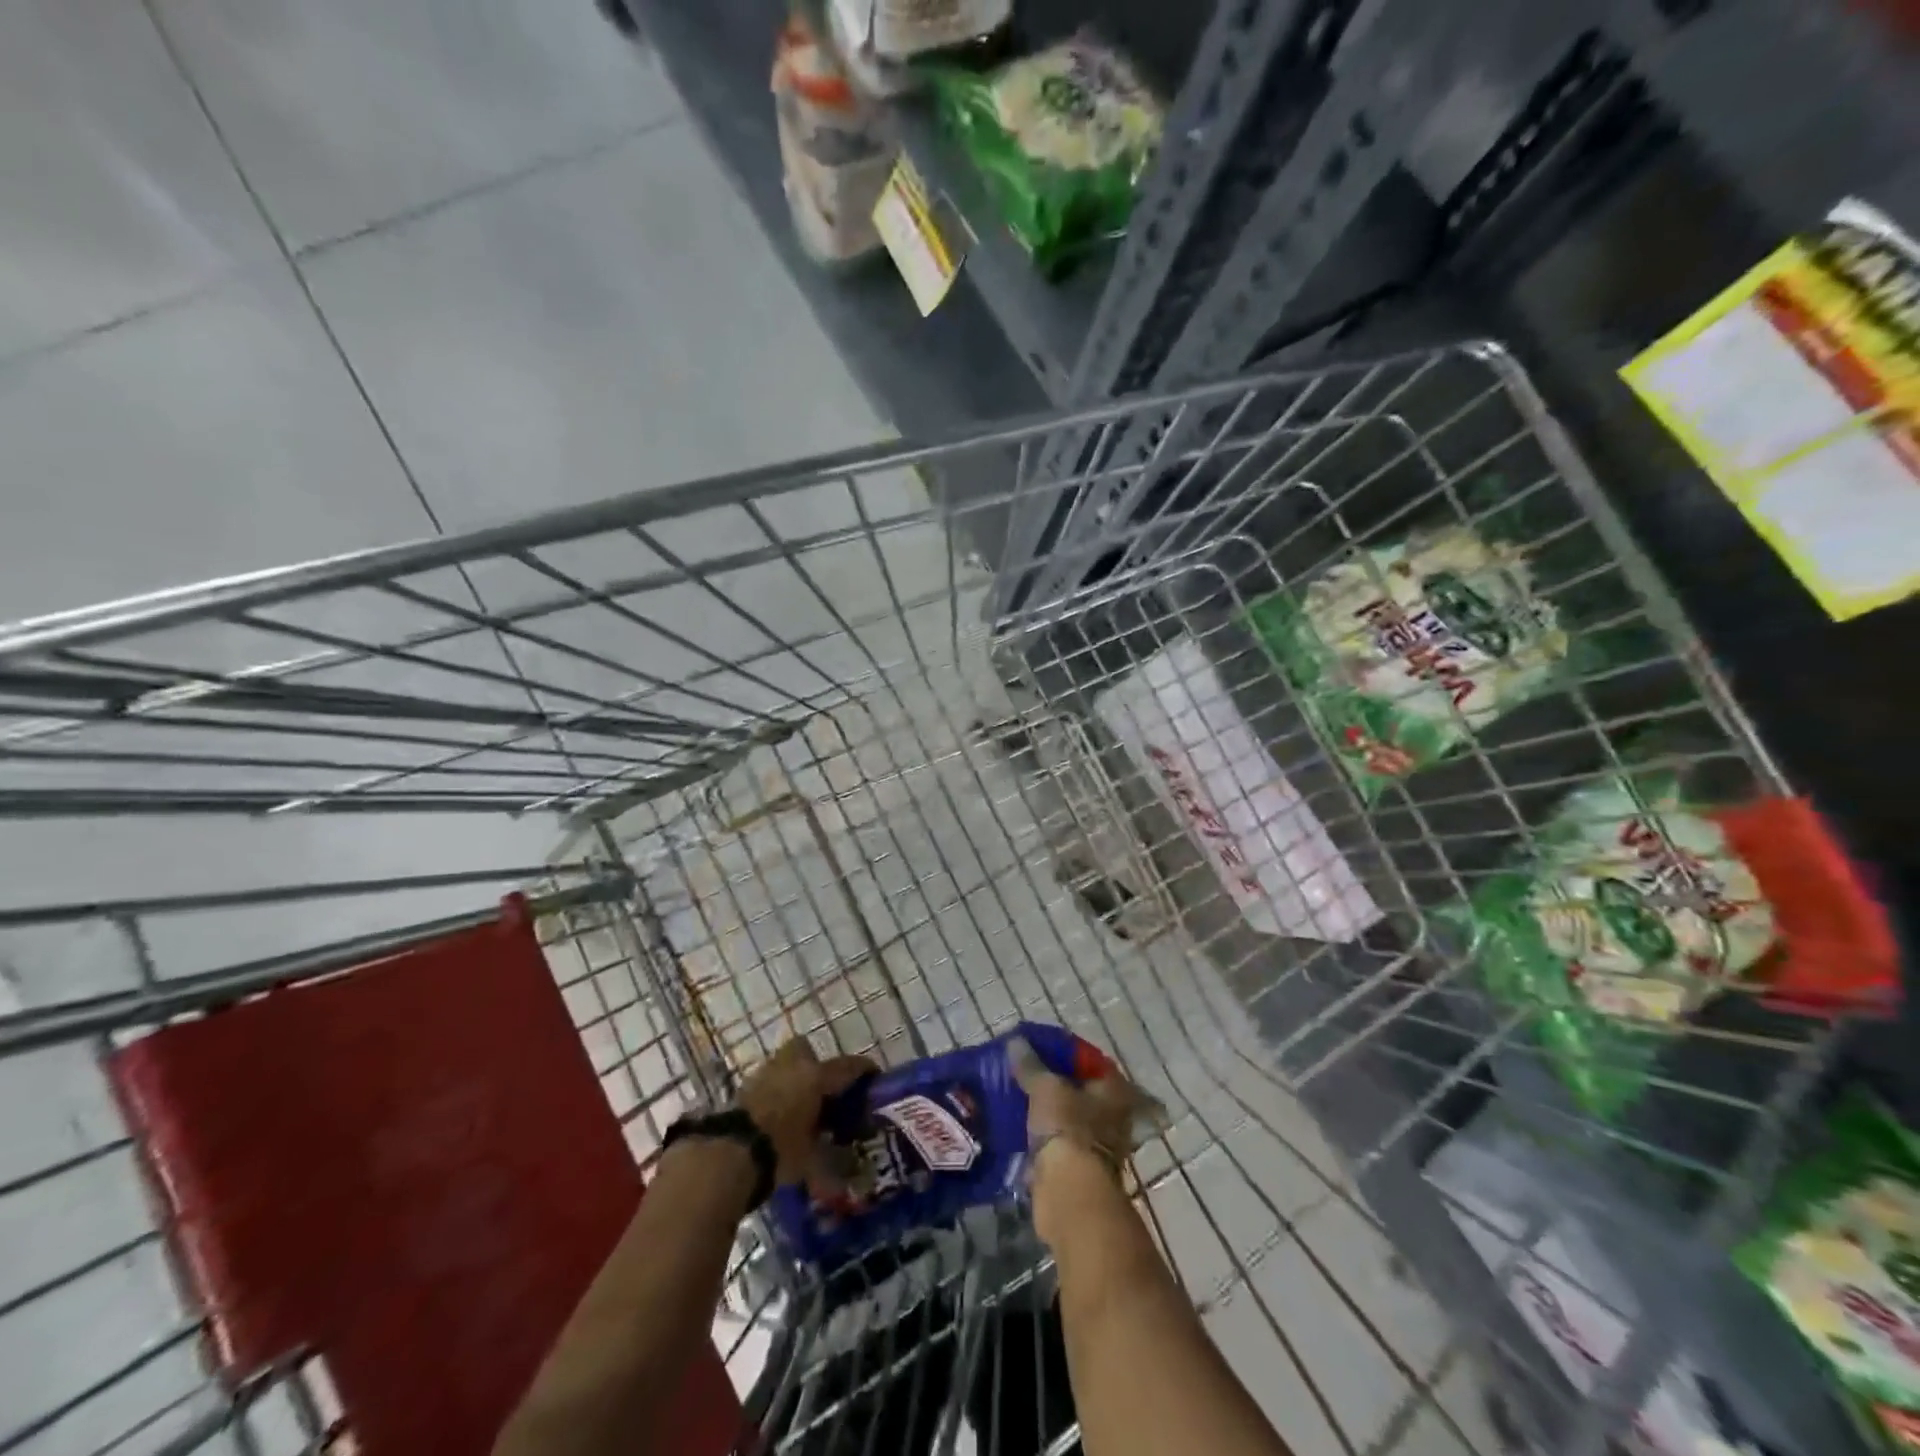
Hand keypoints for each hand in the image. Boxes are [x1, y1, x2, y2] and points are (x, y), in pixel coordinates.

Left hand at [734, 1038, 875, 1185]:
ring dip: (792, 1079)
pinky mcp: (742, 1088)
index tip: (873, 1077)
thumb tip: (847, 1183)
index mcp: (816, 1077)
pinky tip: (776, 1117)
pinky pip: (766, 1083)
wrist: (727, 1153)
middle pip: (807, 1049)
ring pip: (784, 1065)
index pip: (848, 1066)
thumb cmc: (779, 1151)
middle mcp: (792, 1066)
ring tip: (799, 1107)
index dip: (864, 1070)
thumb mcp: (811, 1162)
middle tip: (824, 1091)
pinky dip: (773, 1094)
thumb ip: (831, 1166)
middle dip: (816, 1064)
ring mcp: (763, 1073)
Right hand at [1008, 1034, 1155, 1186]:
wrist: (1069, 1193)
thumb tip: (1015, 1042)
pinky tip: (1019, 1128)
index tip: (1040, 1048)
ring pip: (1070, 1119)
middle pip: (1082, 1091)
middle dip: (1057, 1085)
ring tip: (1018, 1099)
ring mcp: (1098, 1145)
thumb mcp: (1045, 1087)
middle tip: (1027, 1074)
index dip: (1067, 1053)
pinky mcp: (1079, 1169)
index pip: (1091, 1061)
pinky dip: (1043, 1137)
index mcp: (1114, 1090)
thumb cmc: (1067, 1128)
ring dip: (1050, 1112)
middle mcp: (1114, 1116)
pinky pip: (1058, 1143)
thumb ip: (1031, 1065)